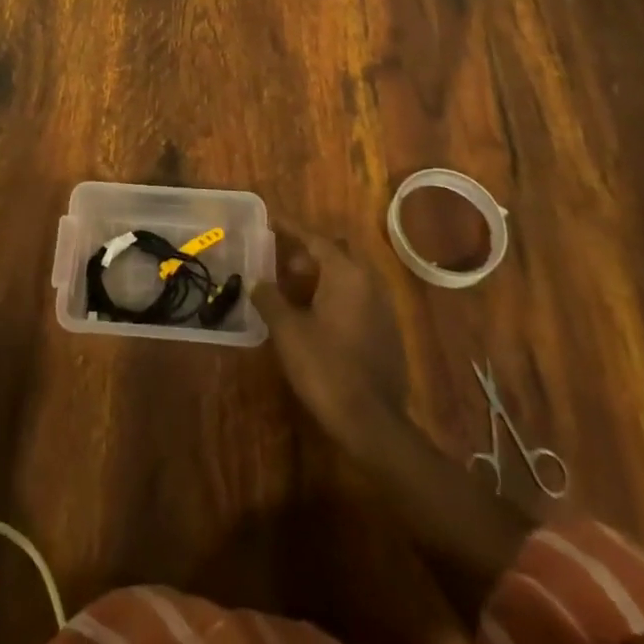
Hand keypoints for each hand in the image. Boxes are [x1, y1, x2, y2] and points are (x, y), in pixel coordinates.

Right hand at [253, 229, 409, 456]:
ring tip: (294, 291)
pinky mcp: (387, 331)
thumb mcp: (288, 331)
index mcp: (346, 273)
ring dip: (322, 276)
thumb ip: (270, 298)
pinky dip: (336, 296)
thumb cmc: (326, 367)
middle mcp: (369, 281)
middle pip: (335, 254)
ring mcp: (383, 307)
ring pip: (348, 276)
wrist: (373, 422)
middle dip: (308, 253)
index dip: (291, 229)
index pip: (315, 238)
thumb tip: (256, 281)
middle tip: (281, 263)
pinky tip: (317, 317)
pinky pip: (358, 297)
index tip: (271, 221)